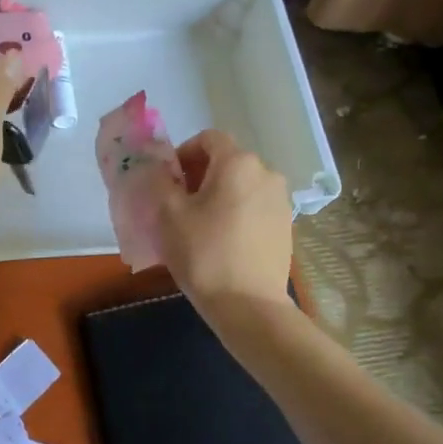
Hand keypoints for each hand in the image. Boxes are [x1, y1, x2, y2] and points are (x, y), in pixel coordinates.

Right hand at [153, 129, 293, 317]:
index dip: (183, 153)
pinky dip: (235, 213)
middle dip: (199, 176)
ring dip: (218, 195)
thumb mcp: (168, 214)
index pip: (208, 139)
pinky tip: (221, 241)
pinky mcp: (285, 225)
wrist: (248, 304)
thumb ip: (159, 180)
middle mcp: (266, 173)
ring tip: (199, 225)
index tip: (168, 181)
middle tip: (178, 205)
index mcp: (238, 163)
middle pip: (227, 161)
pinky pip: (254, 206)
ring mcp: (281, 200)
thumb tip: (157, 167)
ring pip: (241, 185)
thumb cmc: (203, 253)